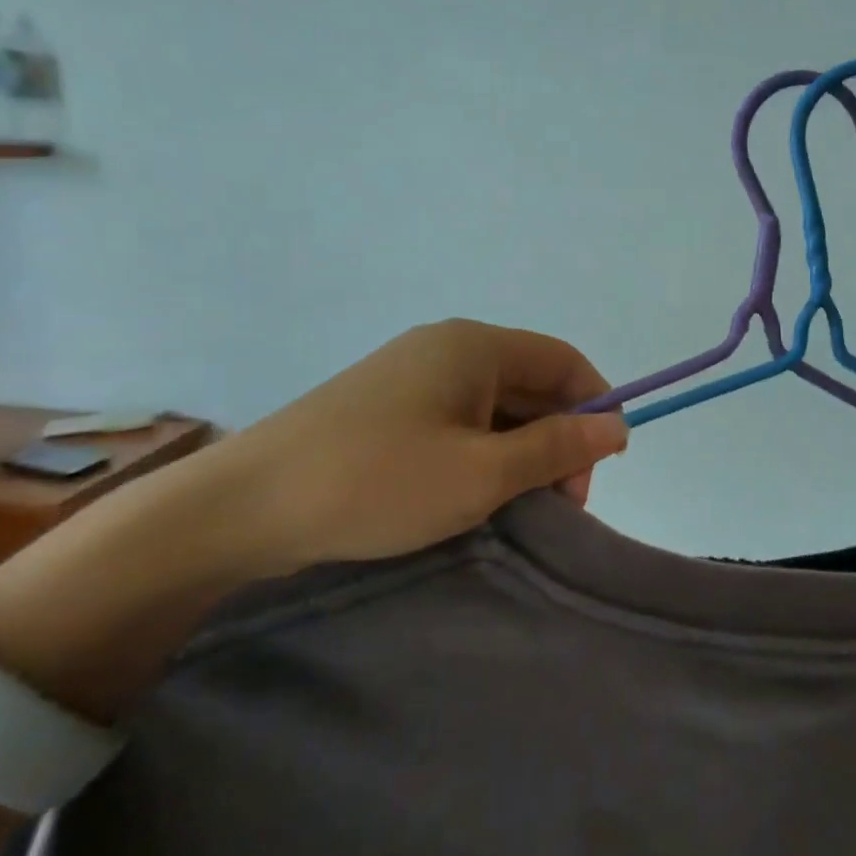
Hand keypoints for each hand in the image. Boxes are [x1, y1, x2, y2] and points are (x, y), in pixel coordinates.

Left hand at [209, 319, 629, 576]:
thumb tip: (616, 427)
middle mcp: (446, 347)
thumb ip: (557, 447)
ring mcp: (410, 374)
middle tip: (555, 506)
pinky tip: (470, 497)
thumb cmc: (377, 483)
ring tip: (513, 509)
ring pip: (494, 407)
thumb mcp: (482, 473)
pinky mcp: (384, 406)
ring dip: (519, 453)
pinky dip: (479, 454)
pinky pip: (456, 420)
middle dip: (556, 440)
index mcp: (475, 345)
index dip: (595, 407)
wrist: (240, 509)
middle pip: (531, 383)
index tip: (600, 469)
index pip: (564, 362)